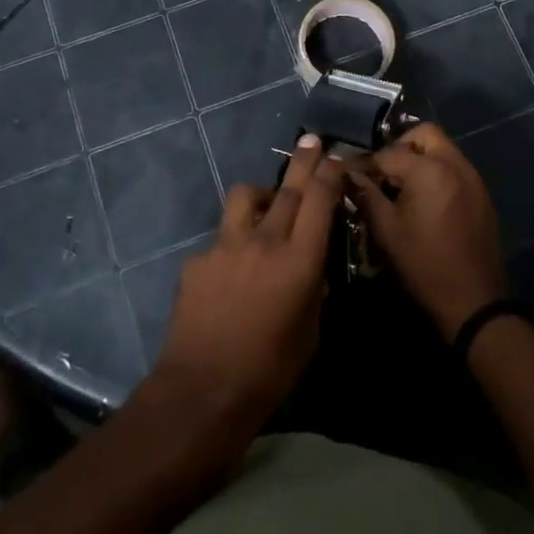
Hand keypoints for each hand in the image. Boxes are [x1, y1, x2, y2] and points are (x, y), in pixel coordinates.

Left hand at [151, 136, 340, 428]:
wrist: (202, 392)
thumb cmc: (269, 372)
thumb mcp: (310, 333)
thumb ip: (312, 290)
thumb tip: (309, 269)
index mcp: (298, 261)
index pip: (319, 199)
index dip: (330, 173)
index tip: (336, 158)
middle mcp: (263, 241)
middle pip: (287, 187)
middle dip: (303, 161)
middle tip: (311, 141)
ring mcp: (225, 246)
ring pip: (245, 196)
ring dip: (261, 195)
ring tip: (266, 206)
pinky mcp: (197, 259)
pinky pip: (220, 239)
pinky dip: (232, 245)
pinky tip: (229, 275)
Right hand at [350, 123, 507, 339]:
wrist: (473, 302)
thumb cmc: (423, 265)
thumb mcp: (386, 231)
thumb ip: (367, 195)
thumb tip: (350, 174)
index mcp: (429, 170)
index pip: (389, 152)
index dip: (366, 162)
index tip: (351, 173)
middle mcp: (455, 164)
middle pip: (425, 134)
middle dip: (401, 145)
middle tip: (384, 171)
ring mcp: (473, 178)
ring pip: (443, 149)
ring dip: (420, 158)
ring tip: (401, 185)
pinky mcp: (481, 194)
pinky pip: (455, 168)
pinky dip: (437, 172)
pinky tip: (424, 199)